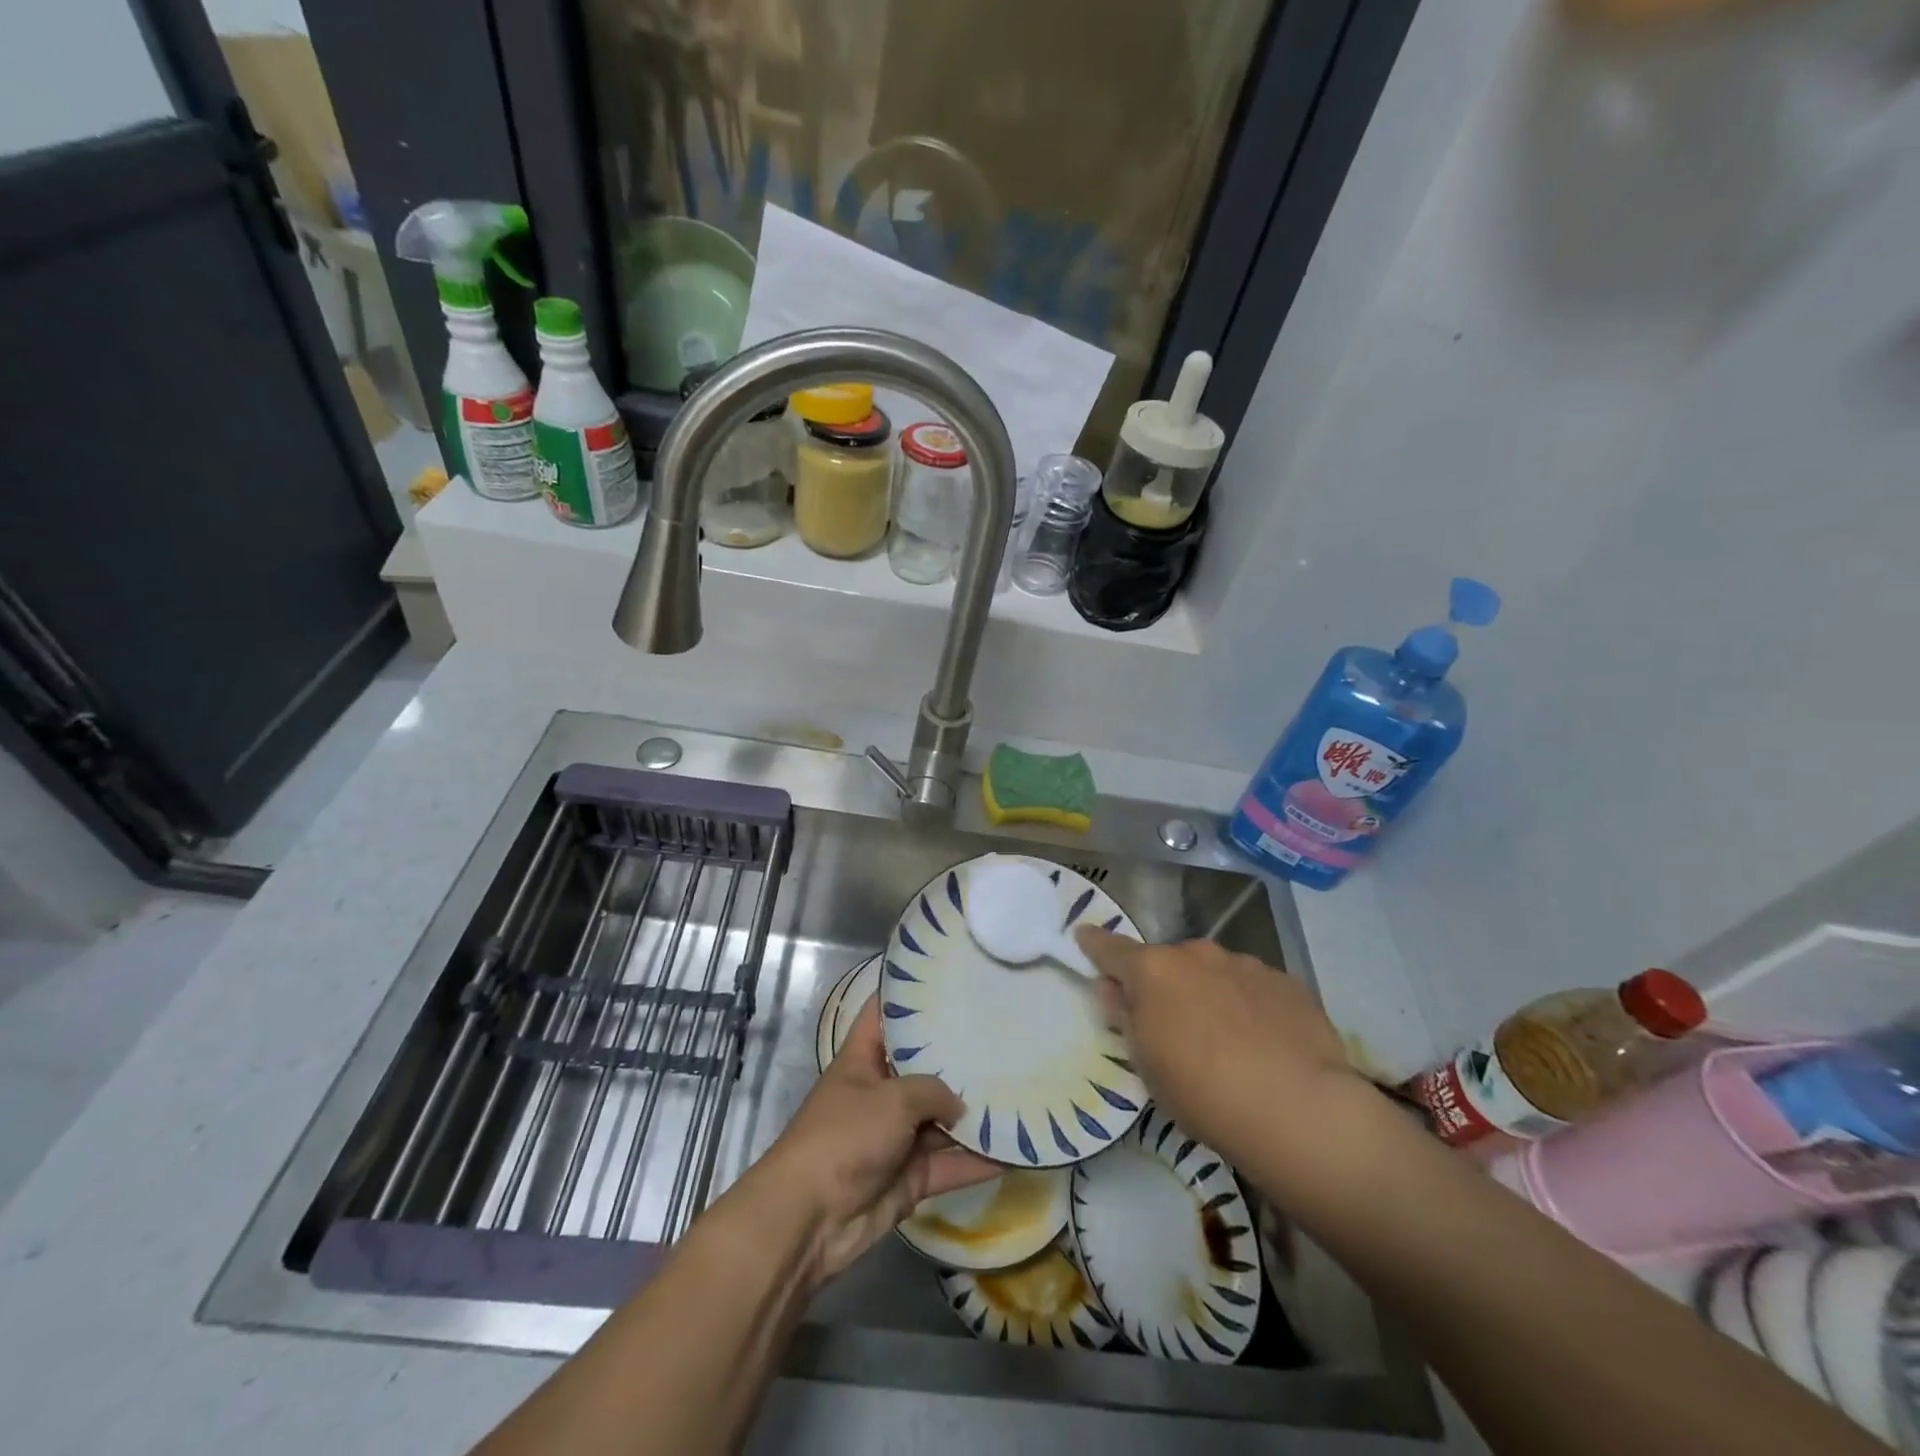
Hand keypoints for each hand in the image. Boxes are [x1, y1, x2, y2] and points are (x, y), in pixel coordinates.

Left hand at [750, 993, 998, 1286]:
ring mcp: (896, 1136)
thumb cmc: (846, 1136)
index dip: (908, 995)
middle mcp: (880, 1092)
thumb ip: (934, 1091)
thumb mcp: (893, 1099)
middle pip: (922, 1066)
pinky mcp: (910, 1176)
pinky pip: (950, 1163)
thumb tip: (960, 1107)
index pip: (884, 1014)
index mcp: (862, 1059)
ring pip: (941, 1118)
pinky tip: (1017, 1151)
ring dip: (973, 1112)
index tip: (947, 979)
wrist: (811, 1219)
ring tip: (1020, 1087)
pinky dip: (978, 1161)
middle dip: (956, 1055)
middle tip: (1001, 1032)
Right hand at [1074, 928, 1362, 1172]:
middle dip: (1165, 985)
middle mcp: (1197, 954)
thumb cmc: (1202, 1091)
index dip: (1094, 943)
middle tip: (1172, 1026)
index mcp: (1154, 970)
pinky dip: (1250, 1006)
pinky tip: (1265, 1044)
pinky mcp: (1288, 983)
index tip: (1083, 935)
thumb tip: (1110, 987)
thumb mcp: (1146, 1064)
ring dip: (1209, 994)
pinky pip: (1254, 988)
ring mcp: (1246, 964)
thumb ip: (1124, 1017)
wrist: (1298, 1109)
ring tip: (1227, 1042)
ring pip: (1214, 973)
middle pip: (1169, 963)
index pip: (1111, 948)